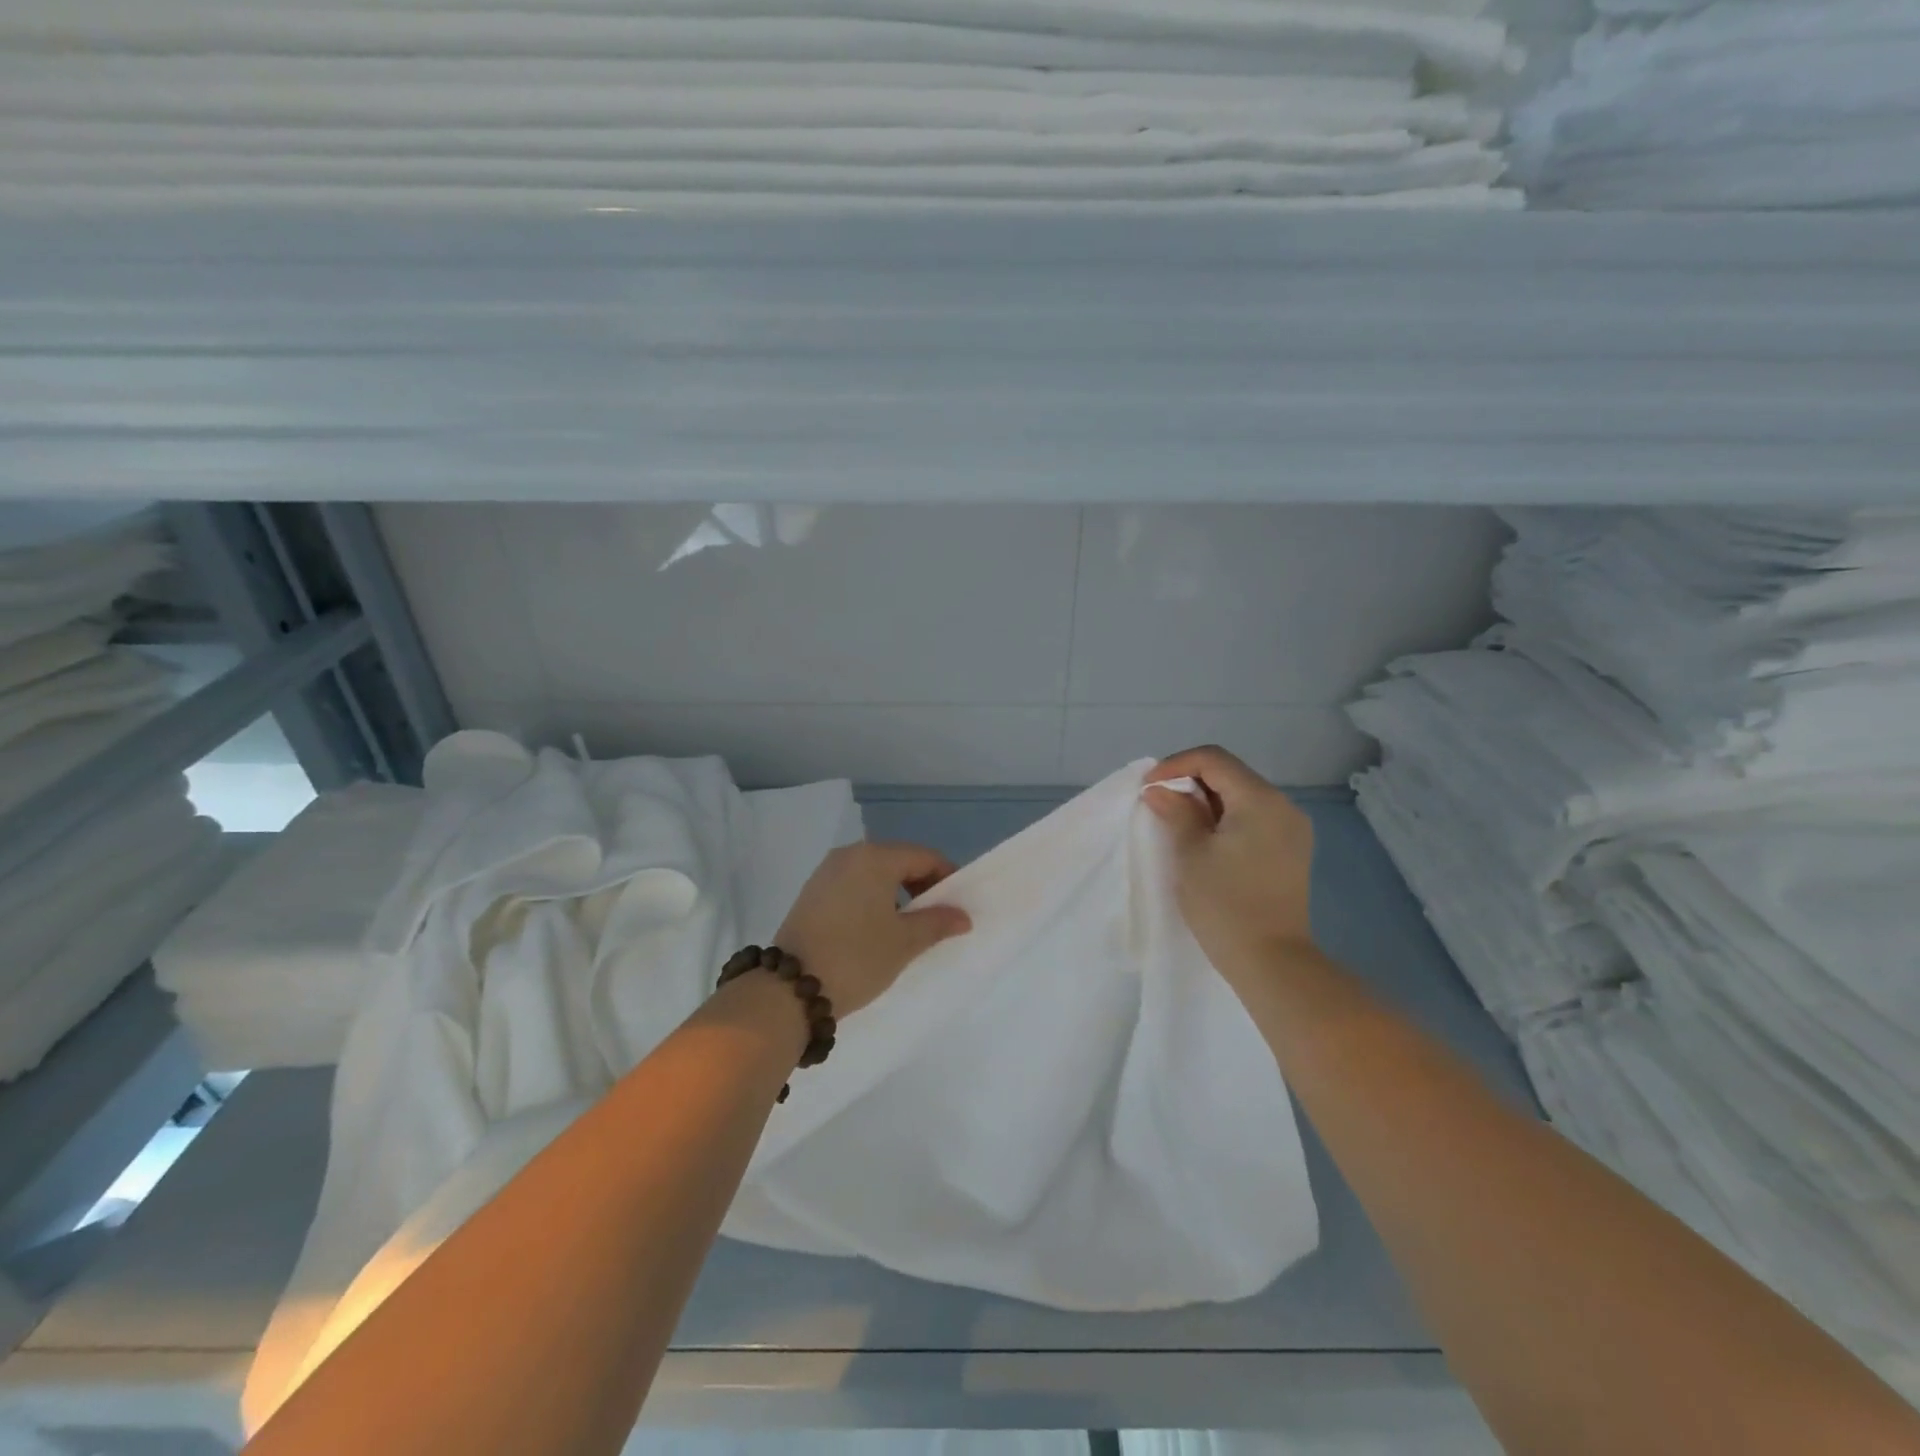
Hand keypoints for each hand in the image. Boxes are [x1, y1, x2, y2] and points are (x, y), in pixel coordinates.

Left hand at [773, 842, 972, 1016]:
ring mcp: (825, 873)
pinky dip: (872, 899)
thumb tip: (962, 916)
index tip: (958, 906)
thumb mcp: (904, 942)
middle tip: (935, 918)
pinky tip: (875, 930)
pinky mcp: (811, 893)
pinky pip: (853, 885)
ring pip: (874, 873)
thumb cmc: (856, 957)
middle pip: (898, 860)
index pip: (924, 857)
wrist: (790, 988)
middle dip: (921, 886)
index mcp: (875, 857)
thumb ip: (937, 922)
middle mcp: (848, 855)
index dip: (947, 878)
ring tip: (906, 928)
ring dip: (896, 894)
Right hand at [1143, 745, 1316, 986]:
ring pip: (1242, 795)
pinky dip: (1225, 817)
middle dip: (1190, 781)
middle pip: (1231, 774)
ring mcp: (1292, 829)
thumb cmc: (1225, 905)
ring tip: (1176, 819)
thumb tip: (1160, 791)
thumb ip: (1176, 812)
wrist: (1272, 962)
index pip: (1214, 760)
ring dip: (1206, 800)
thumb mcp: (1190, 853)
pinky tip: (1205, 837)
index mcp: (1260, 800)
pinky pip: (1253, 817)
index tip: (1148, 787)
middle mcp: (1283, 806)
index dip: (1175, 765)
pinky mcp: (1291, 850)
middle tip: (1158, 802)